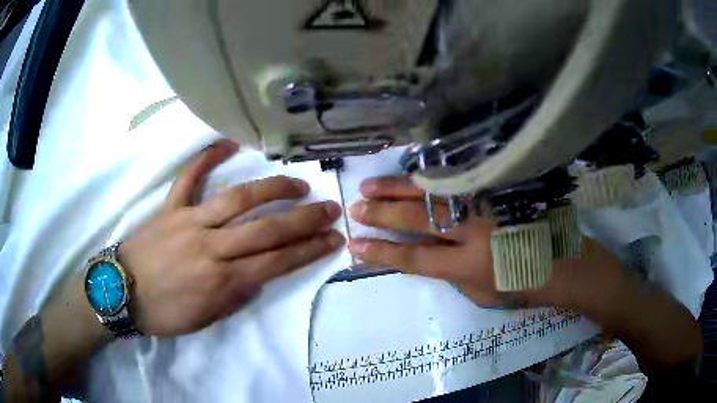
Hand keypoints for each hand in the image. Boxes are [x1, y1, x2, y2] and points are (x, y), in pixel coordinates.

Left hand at [118, 140, 344, 335]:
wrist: (121, 293)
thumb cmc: (164, 313)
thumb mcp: (206, 318)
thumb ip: (236, 295)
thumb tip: (258, 274)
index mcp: (221, 281)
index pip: (276, 262)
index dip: (308, 250)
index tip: (332, 239)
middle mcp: (211, 247)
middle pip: (265, 229)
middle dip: (303, 220)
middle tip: (329, 209)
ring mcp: (189, 221)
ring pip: (237, 200)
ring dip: (271, 189)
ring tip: (297, 185)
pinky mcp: (170, 208)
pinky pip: (189, 178)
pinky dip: (206, 158)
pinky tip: (228, 143)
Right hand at [347, 177, 506, 305]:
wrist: (563, 260)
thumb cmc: (521, 283)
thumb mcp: (481, 293)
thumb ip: (452, 273)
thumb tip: (429, 251)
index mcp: (470, 265)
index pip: (414, 258)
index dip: (382, 253)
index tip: (355, 244)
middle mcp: (475, 231)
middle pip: (417, 220)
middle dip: (381, 215)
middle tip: (355, 209)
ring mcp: (486, 204)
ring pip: (433, 193)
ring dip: (397, 190)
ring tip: (369, 187)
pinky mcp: (496, 187)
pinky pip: (457, 177)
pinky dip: (429, 176)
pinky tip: (409, 174)